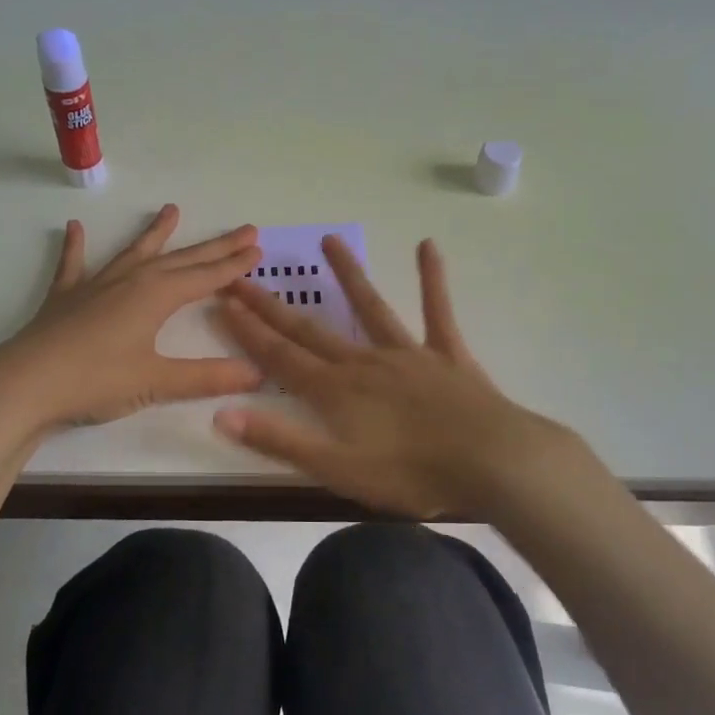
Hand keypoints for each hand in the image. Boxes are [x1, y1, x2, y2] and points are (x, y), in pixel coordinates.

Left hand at [0, 204, 264, 433]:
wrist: (25, 384)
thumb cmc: (96, 380)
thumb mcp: (157, 382)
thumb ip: (207, 377)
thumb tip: (258, 374)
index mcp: (156, 296)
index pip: (205, 276)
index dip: (233, 265)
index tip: (257, 249)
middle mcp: (130, 281)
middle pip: (181, 259)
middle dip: (214, 247)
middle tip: (243, 229)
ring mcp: (95, 286)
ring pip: (134, 253)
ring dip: (155, 233)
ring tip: (171, 210)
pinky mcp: (65, 298)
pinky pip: (73, 266)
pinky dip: (75, 247)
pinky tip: (74, 228)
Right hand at [211, 237, 563, 517]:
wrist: (494, 463)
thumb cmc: (413, 475)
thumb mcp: (338, 470)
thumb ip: (280, 441)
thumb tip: (221, 413)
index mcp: (336, 392)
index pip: (280, 357)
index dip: (248, 331)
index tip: (223, 302)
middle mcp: (364, 362)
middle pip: (311, 329)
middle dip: (273, 305)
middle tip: (244, 275)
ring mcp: (408, 354)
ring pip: (370, 308)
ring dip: (348, 275)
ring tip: (329, 239)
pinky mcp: (446, 355)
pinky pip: (437, 311)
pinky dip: (432, 279)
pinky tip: (428, 246)